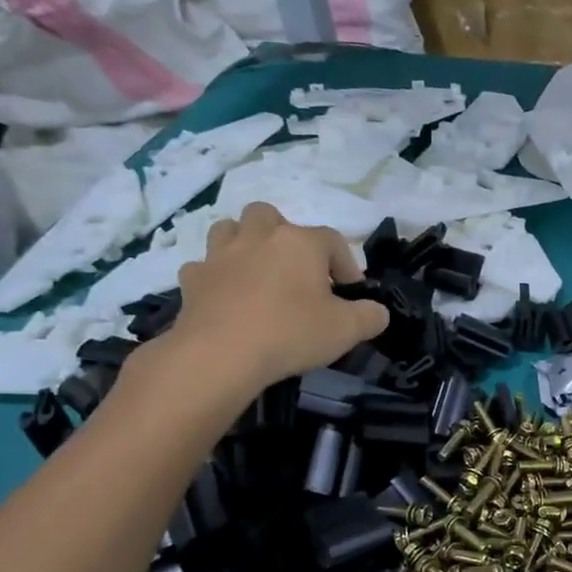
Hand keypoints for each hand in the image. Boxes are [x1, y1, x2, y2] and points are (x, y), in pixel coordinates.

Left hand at [133, 204, 388, 424]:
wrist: (220, 355)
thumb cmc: (291, 333)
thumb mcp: (347, 330)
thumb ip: (370, 316)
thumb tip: (378, 312)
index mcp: (300, 242)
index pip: (333, 241)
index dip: (347, 266)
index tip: (351, 294)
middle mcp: (259, 236)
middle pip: (271, 216)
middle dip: (285, 236)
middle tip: (296, 271)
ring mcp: (220, 255)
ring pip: (230, 229)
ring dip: (244, 243)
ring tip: (258, 273)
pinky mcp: (193, 280)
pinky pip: (204, 267)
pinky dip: (216, 277)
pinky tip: (226, 297)